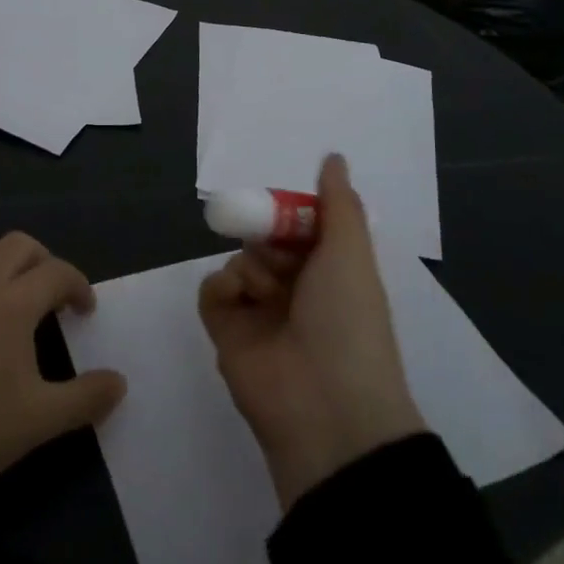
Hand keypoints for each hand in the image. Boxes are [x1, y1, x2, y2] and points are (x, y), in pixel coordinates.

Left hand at [0, 231, 125, 525]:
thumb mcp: (37, 423)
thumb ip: (85, 398)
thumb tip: (121, 382)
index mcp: (13, 303)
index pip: (57, 272)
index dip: (78, 285)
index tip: (84, 310)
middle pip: (19, 244)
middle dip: (42, 262)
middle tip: (48, 295)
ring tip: (2, 286)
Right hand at [198, 154, 424, 510]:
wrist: (326, 407)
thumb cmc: (347, 320)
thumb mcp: (351, 252)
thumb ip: (338, 202)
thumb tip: (334, 156)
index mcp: (330, 273)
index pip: (301, 227)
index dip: (292, 215)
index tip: (287, 211)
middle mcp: (295, 290)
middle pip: (265, 239)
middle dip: (267, 237)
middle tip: (279, 254)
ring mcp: (259, 312)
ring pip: (238, 260)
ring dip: (250, 265)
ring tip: (267, 291)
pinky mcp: (227, 333)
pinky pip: (212, 290)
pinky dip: (223, 289)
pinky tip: (239, 302)